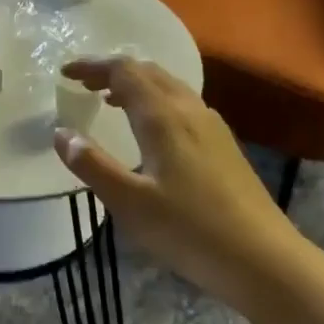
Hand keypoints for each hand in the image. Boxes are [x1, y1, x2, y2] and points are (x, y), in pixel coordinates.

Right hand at [54, 58, 301, 309]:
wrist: (261, 257)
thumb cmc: (188, 229)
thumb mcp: (129, 202)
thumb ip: (92, 165)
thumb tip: (62, 134)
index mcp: (163, 117)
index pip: (124, 71)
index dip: (93, 66)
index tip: (65, 73)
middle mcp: (189, 110)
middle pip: (149, 71)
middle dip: (113, 71)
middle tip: (83, 84)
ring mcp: (212, 126)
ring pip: (170, 86)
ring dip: (137, 84)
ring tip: (110, 101)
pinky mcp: (224, 144)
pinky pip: (183, 104)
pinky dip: (156, 101)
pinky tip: (151, 129)